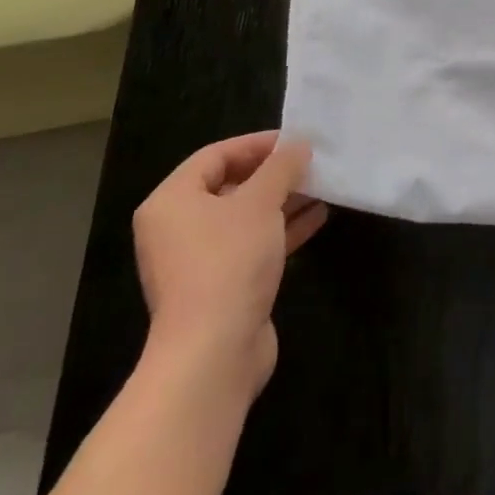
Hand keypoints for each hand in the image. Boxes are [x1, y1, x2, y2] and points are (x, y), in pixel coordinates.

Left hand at [132, 132, 326, 399]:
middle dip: (274, 174)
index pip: (216, 155)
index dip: (257, 144)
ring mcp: (198, 261)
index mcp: (172, 201)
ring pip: (245, 217)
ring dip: (283, 201)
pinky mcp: (220, 287)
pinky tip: (317, 217)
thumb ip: (282, 167)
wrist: (213, 353)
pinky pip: (252, 245)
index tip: (296, 141)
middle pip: (231, 185)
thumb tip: (298, 145)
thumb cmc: (229, 261)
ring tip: (322, 186)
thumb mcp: (260, 201)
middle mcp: (178, 228)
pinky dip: (281, 229)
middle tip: (311, 163)